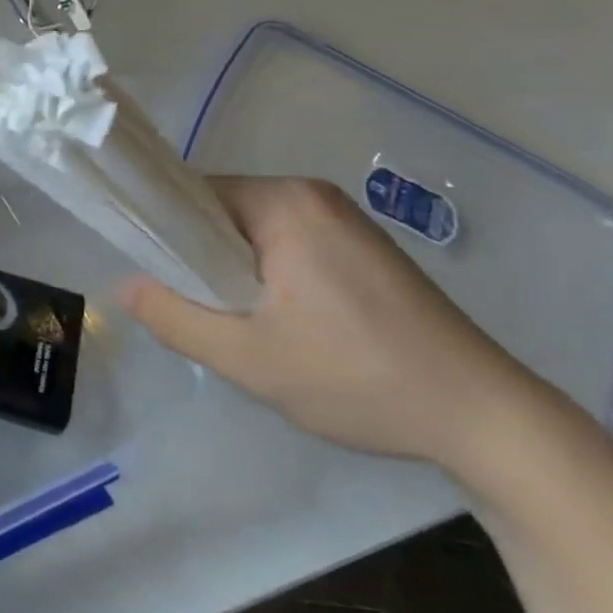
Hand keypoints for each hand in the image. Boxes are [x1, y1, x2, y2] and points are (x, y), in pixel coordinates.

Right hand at [117, 177, 544, 467]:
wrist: (487, 418)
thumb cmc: (359, 379)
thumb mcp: (250, 359)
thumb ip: (175, 318)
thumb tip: (125, 286)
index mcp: (285, 202)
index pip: (192, 197)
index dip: (165, 235)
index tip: (161, 283)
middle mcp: (312, 195)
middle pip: (221, 213)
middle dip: (204, 261)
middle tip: (210, 318)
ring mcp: (342, 219)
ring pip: (253, 233)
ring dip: (237, 273)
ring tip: (251, 328)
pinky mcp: (361, 246)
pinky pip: (287, 244)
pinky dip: (270, 277)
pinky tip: (290, 326)